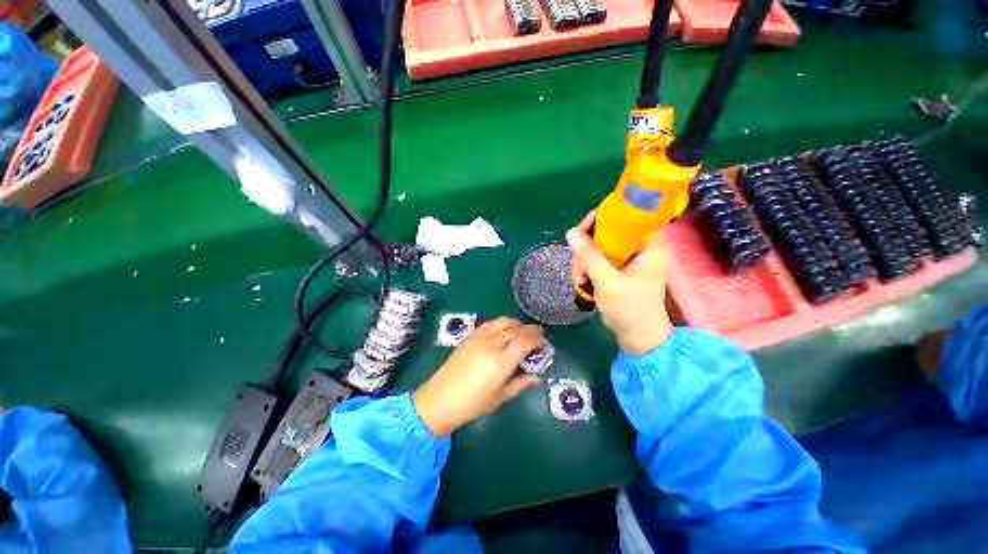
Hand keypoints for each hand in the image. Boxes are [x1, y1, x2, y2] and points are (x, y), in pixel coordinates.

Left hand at [412, 317, 543, 436]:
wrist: (441, 398)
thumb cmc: (473, 403)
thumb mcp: (501, 397)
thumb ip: (521, 383)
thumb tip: (537, 377)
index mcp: (502, 361)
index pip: (525, 341)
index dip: (537, 339)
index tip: (544, 342)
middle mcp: (492, 344)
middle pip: (516, 329)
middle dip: (530, 329)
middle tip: (538, 334)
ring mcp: (479, 337)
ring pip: (502, 321)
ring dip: (516, 323)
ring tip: (522, 329)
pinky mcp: (470, 336)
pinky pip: (489, 323)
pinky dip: (501, 323)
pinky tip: (503, 329)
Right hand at [566, 211, 672, 354]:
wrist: (639, 338)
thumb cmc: (630, 309)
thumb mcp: (607, 281)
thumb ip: (589, 256)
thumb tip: (570, 232)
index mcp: (649, 244)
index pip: (623, 217)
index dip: (599, 221)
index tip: (579, 235)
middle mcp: (641, 246)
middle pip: (607, 231)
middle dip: (587, 249)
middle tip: (578, 269)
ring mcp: (630, 258)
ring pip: (600, 245)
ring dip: (584, 260)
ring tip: (579, 280)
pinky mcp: (621, 268)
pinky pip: (600, 257)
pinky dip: (588, 267)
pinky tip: (582, 281)